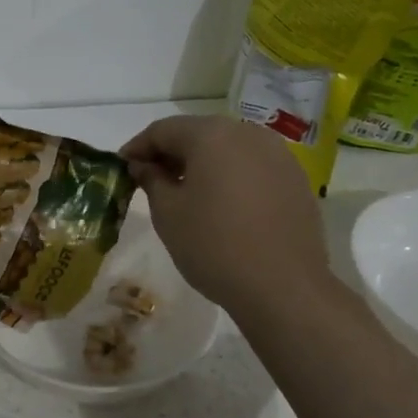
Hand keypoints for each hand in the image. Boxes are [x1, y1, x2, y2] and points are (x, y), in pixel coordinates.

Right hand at [119, 115, 332, 314]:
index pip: (163, 130)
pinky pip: (252, 166)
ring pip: (227, 148)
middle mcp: (247, 133)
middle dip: (171, 153)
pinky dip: (230, 175)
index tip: (122, 167)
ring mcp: (278, 154)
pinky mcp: (295, 178)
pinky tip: (221, 204)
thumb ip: (151, 180)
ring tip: (185, 192)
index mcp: (211, 135)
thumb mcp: (168, 213)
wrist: (283, 287)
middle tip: (150, 179)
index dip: (138, 147)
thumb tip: (143, 165)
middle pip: (198, 133)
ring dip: (201, 163)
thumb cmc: (214, 246)